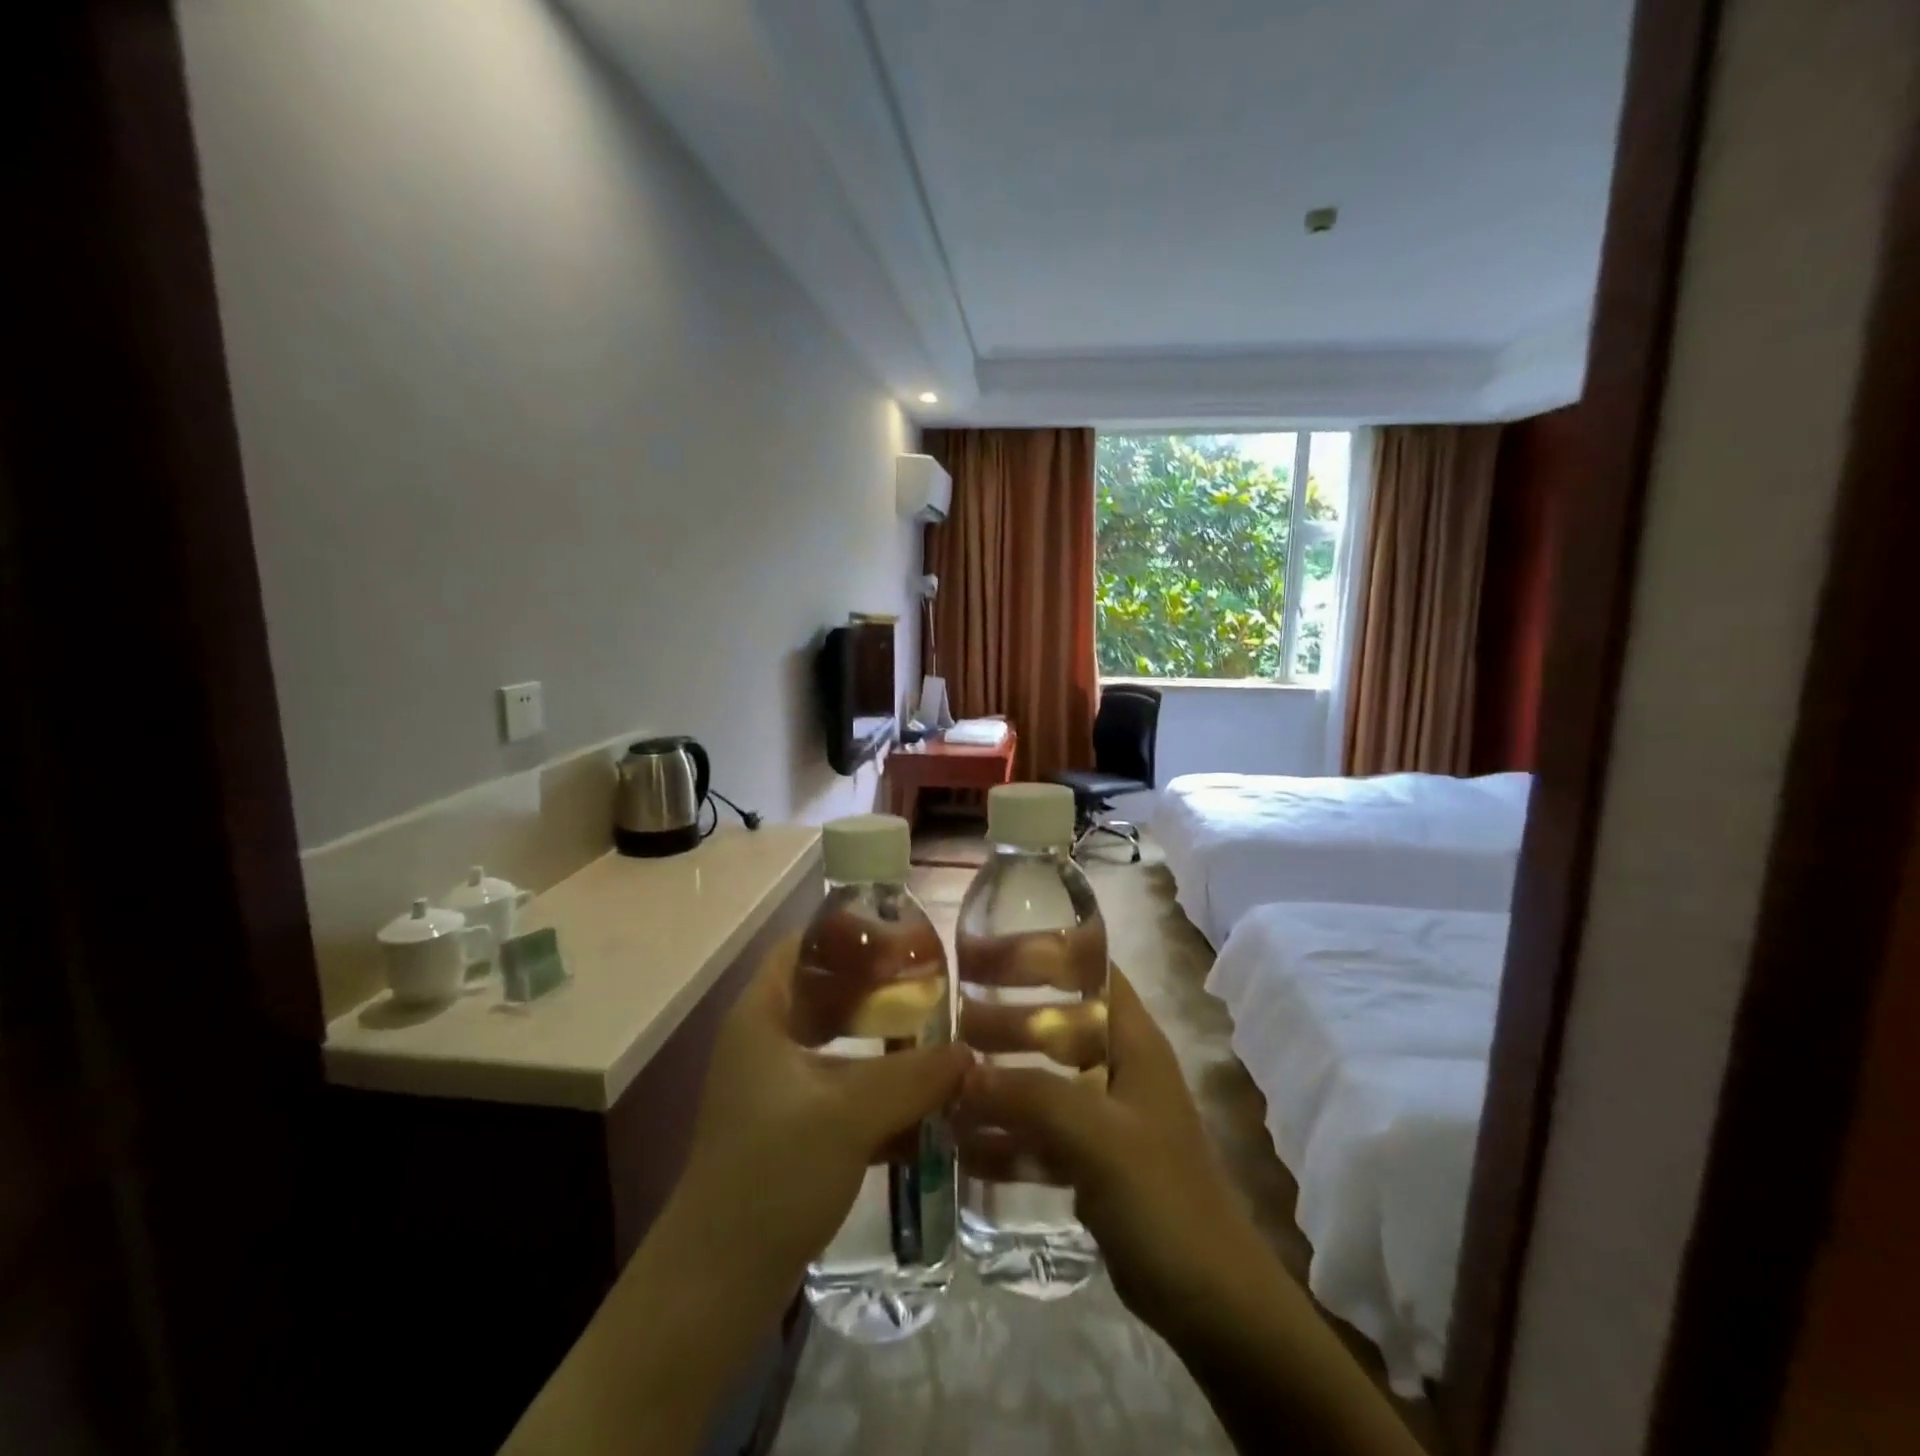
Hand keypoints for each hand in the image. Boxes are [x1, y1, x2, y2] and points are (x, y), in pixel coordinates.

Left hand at [674, 932, 971, 1291]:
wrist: (717, 1282)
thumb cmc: (772, 1174)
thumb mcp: (850, 1115)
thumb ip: (914, 1076)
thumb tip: (969, 1051)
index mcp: (762, 1014)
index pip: (804, 944)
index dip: (851, 931)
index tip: (906, 934)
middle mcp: (767, 1039)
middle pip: (828, 992)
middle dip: (881, 989)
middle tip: (936, 986)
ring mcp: (778, 1086)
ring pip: (840, 1044)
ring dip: (887, 1042)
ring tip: (941, 1036)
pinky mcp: (793, 1128)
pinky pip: (844, 1089)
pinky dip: (880, 1088)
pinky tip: (927, 1099)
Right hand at [954, 968, 1262, 1334]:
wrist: (1211, 1303)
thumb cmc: (1163, 1198)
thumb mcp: (1097, 1136)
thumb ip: (1032, 1096)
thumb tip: (962, 1072)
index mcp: (1132, 1041)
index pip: (1089, 972)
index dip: (1043, 953)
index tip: (985, 953)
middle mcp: (1118, 1068)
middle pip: (1056, 1026)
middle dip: (1006, 1022)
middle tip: (950, 1022)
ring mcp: (1105, 1118)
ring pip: (1043, 1082)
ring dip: (999, 1083)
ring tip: (944, 1085)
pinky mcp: (1093, 1163)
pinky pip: (1041, 1136)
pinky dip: (1007, 1139)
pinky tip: (962, 1149)